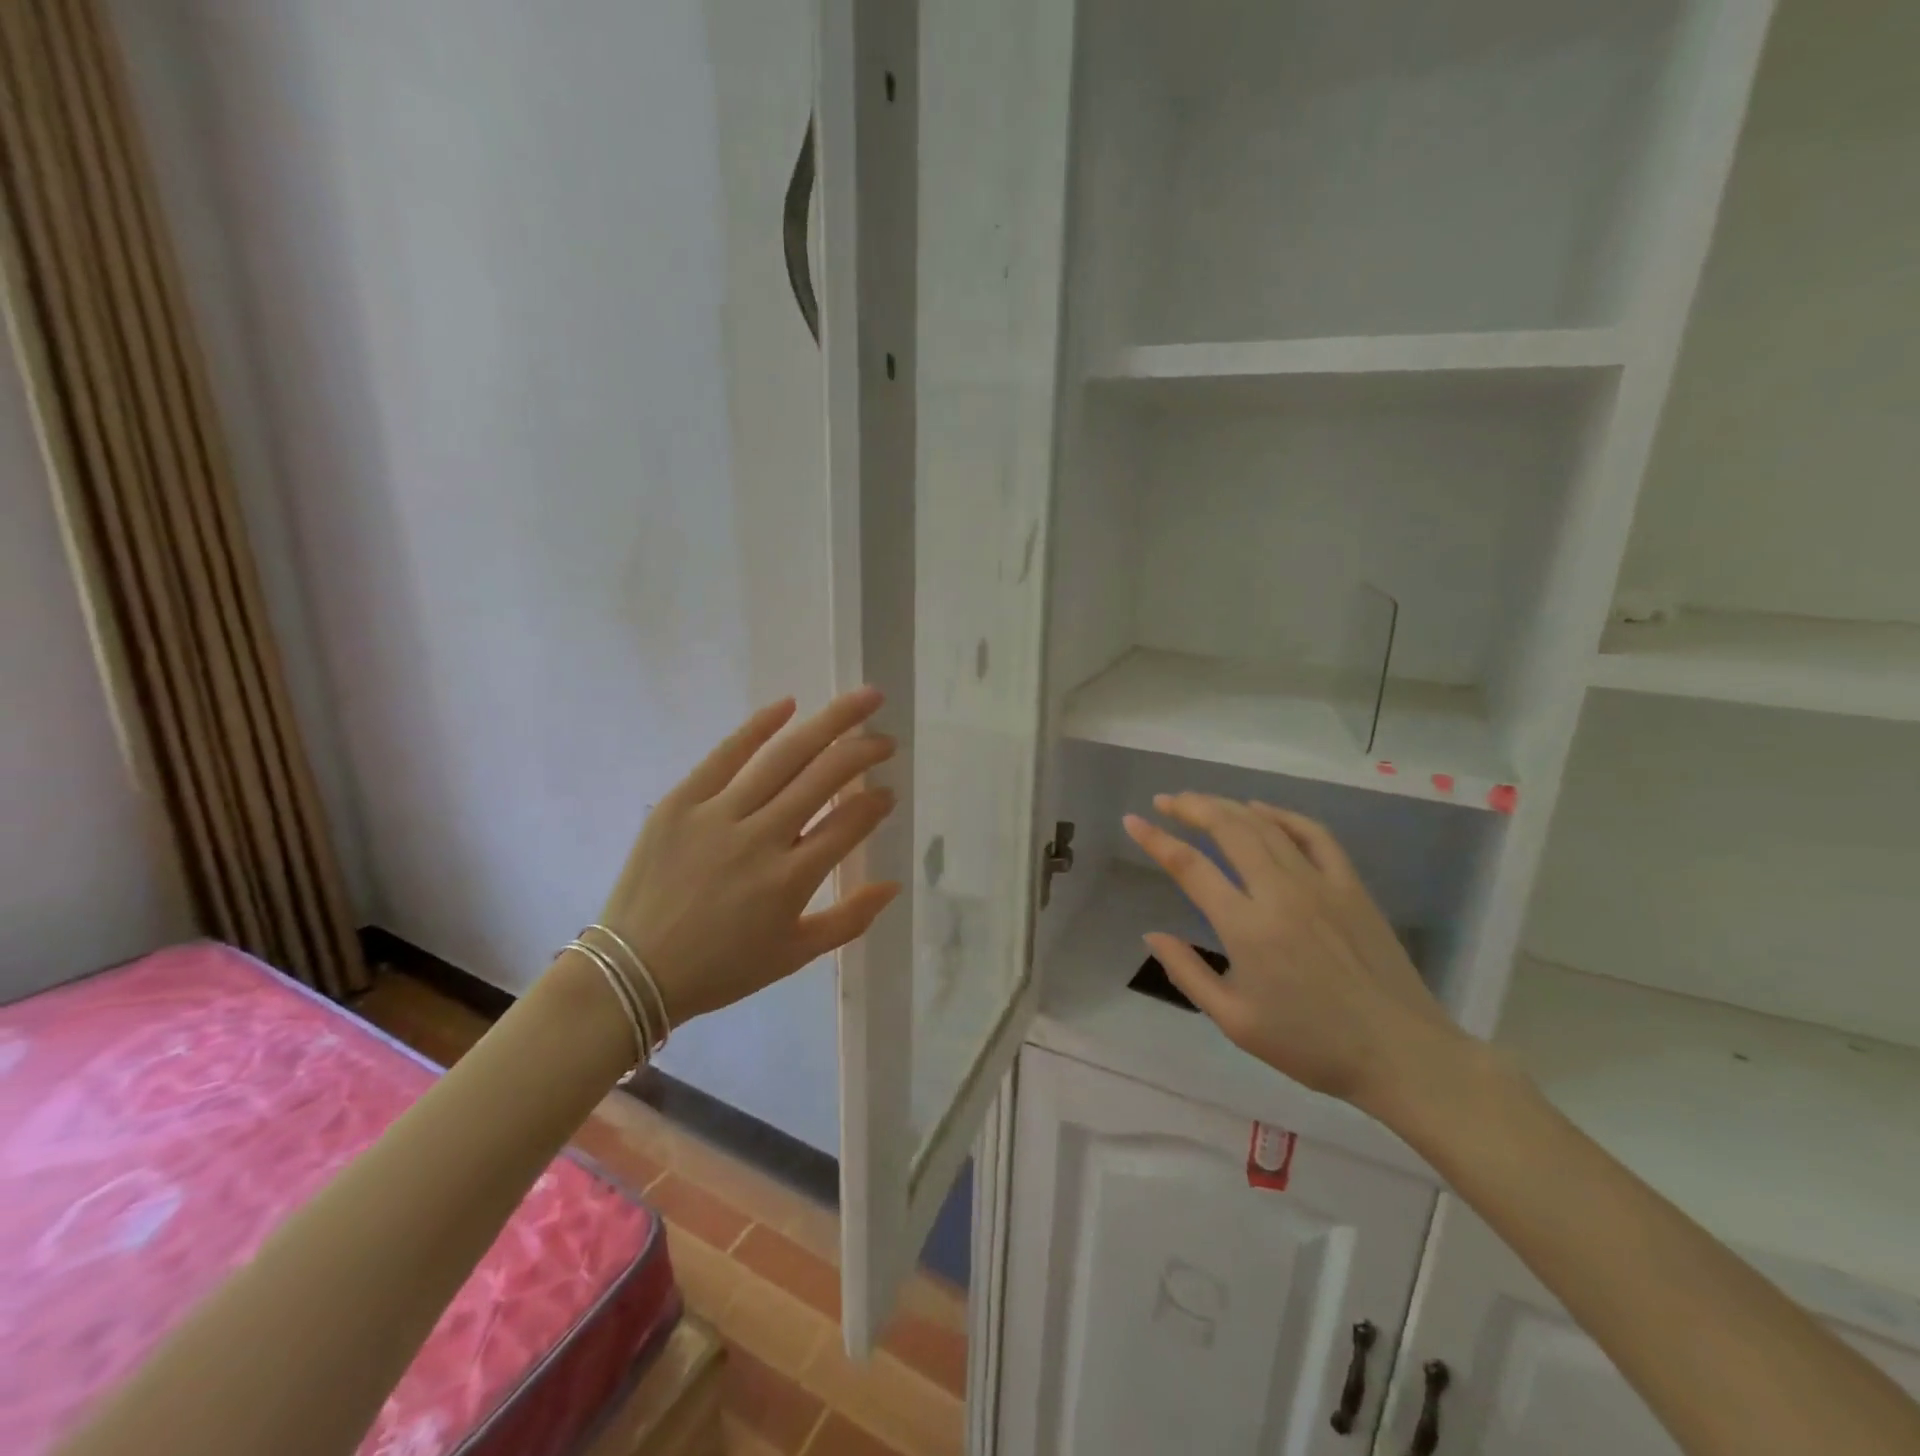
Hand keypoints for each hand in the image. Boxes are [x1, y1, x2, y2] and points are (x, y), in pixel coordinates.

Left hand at [592, 688, 900, 1026]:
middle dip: (864, 751)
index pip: (849, 823)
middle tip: (887, 739)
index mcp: (792, 879)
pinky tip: (789, 705)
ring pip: (785, 756)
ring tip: (862, 701)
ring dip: (830, 724)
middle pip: (825, 777)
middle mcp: (761, 837)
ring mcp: (718, 814)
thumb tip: (893, 885)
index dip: (876, 803)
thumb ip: (850, 920)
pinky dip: (759, 726)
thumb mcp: (795, 956)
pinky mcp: (681, 801)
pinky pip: (725, 754)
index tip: (888, 792)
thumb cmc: (721, 968)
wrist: (632, 971)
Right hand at [1124, 793, 1471, 1115]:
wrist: (1401, 1054)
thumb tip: (1151, 935)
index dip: (1156, 840)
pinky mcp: (1351, 885)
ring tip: (1199, 801)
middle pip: (1228, 829)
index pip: (1190, 867)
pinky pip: (1314, 834)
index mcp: (1246, 928)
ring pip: (1265, 825)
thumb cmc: (1311, 1044)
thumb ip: (1188, 973)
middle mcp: (1279, 892)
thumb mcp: (1235, 1021)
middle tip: (1165, 801)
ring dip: (1227, 806)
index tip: (1132, 822)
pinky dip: (1282, 815)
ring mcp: (1319, 883)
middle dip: (1190, 807)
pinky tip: (1261, 810)